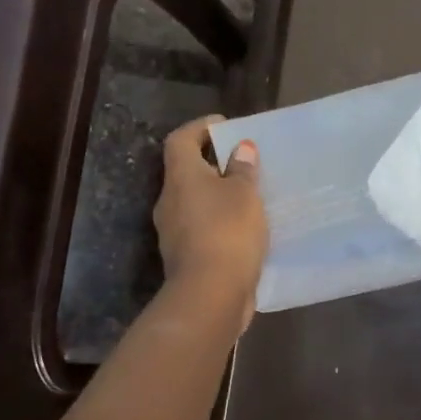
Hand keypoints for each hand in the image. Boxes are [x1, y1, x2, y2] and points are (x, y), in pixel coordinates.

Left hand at [154, 116, 266, 325]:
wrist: (211, 293)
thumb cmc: (227, 231)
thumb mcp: (244, 194)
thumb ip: (242, 170)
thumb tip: (240, 149)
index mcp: (181, 178)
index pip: (181, 140)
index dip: (200, 128)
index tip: (224, 126)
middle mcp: (170, 201)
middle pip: (187, 172)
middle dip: (213, 165)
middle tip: (244, 163)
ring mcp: (174, 232)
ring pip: (196, 203)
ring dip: (219, 197)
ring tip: (250, 198)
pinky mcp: (186, 257)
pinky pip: (203, 229)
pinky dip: (221, 224)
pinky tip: (245, 230)